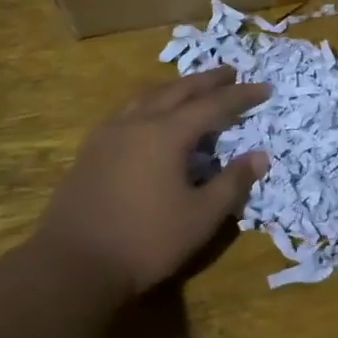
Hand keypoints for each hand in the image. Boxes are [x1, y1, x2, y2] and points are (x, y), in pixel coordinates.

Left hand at [28, 67, 269, 303]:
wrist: (72, 264)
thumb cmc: (145, 241)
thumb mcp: (200, 217)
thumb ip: (232, 183)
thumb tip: (260, 156)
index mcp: (166, 134)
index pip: (213, 105)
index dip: (241, 96)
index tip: (265, 88)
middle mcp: (136, 123)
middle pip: (178, 90)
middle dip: (207, 81)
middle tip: (231, 73)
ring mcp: (108, 134)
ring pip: (147, 96)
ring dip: (175, 87)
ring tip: (192, 88)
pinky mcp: (90, 150)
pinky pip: (127, 111)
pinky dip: (150, 103)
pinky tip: (149, 116)